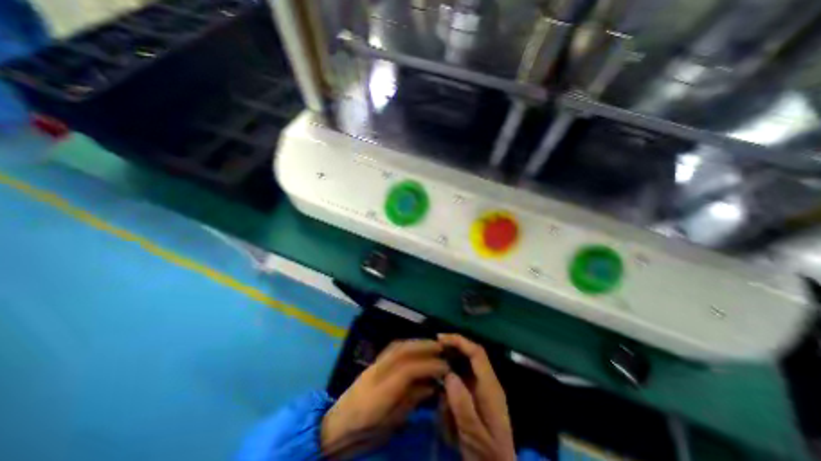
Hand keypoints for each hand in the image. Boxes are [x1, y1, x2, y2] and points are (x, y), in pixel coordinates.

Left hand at [321, 336, 448, 458]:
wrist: (337, 427)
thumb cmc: (364, 432)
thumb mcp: (391, 423)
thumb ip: (411, 400)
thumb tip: (431, 385)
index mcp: (380, 393)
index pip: (408, 370)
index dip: (429, 366)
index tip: (445, 367)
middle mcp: (377, 373)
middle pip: (402, 351)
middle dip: (423, 346)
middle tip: (441, 347)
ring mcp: (374, 365)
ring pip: (397, 347)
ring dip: (416, 342)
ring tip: (431, 345)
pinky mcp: (373, 363)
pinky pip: (392, 349)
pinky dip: (407, 345)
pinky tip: (415, 348)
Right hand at [439, 336, 514, 460]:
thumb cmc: (488, 457)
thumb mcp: (474, 436)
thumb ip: (463, 406)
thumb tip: (449, 374)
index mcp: (490, 388)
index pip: (477, 353)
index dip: (459, 341)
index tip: (439, 339)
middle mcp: (488, 383)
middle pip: (471, 355)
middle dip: (452, 349)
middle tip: (432, 351)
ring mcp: (483, 390)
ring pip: (465, 366)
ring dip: (449, 366)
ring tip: (433, 372)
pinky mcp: (477, 397)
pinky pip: (462, 379)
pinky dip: (450, 381)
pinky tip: (440, 392)